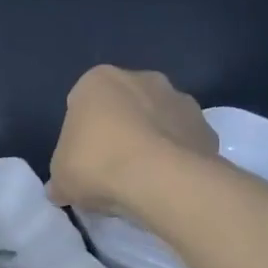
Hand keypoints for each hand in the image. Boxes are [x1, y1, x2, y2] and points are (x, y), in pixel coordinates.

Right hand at [47, 67, 217, 212]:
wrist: (161, 180)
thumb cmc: (97, 165)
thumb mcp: (60, 177)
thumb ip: (61, 176)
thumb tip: (62, 188)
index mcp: (98, 81)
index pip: (81, 103)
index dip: (80, 133)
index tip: (80, 159)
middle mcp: (142, 78)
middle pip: (123, 107)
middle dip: (118, 130)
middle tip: (108, 167)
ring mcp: (180, 100)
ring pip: (156, 121)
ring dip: (149, 142)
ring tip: (139, 180)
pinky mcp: (207, 127)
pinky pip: (182, 142)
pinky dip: (175, 158)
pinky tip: (163, 184)